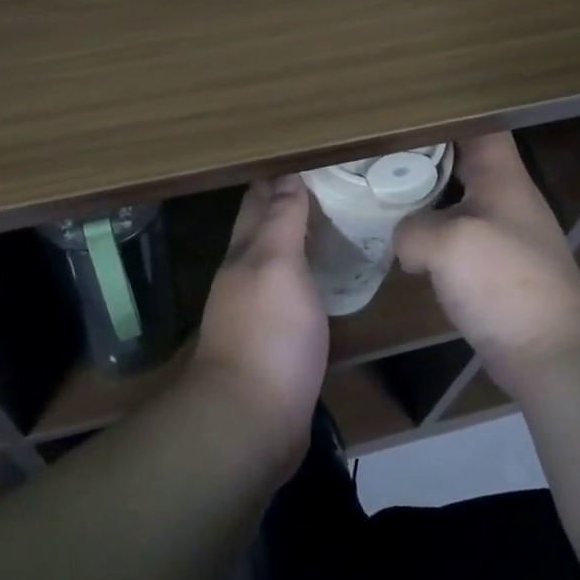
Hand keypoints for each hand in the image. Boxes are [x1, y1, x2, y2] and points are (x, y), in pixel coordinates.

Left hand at [191, 175, 327, 470]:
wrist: (251, 420)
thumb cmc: (268, 333)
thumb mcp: (277, 265)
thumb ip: (282, 221)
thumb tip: (287, 175)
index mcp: (244, 252)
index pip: (258, 201)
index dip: (279, 178)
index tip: (311, 159)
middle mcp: (244, 276)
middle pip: (264, 230)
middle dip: (289, 205)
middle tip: (332, 186)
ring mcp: (256, 312)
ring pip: (277, 263)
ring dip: (299, 242)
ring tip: (335, 225)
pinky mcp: (274, 343)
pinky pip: (291, 296)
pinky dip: (307, 278)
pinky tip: (328, 281)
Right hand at [393, 132, 579, 388]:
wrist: (552, 353)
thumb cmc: (505, 281)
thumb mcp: (447, 243)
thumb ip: (412, 229)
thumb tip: (404, 243)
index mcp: (502, 177)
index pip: (479, 125)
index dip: (446, 112)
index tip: (404, 111)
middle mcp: (503, 199)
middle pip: (462, 160)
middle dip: (422, 152)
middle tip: (378, 148)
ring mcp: (499, 235)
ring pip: (454, 200)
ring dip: (422, 196)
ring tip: (379, 187)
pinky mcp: (490, 270)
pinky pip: (452, 238)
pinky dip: (428, 234)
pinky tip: (400, 241)